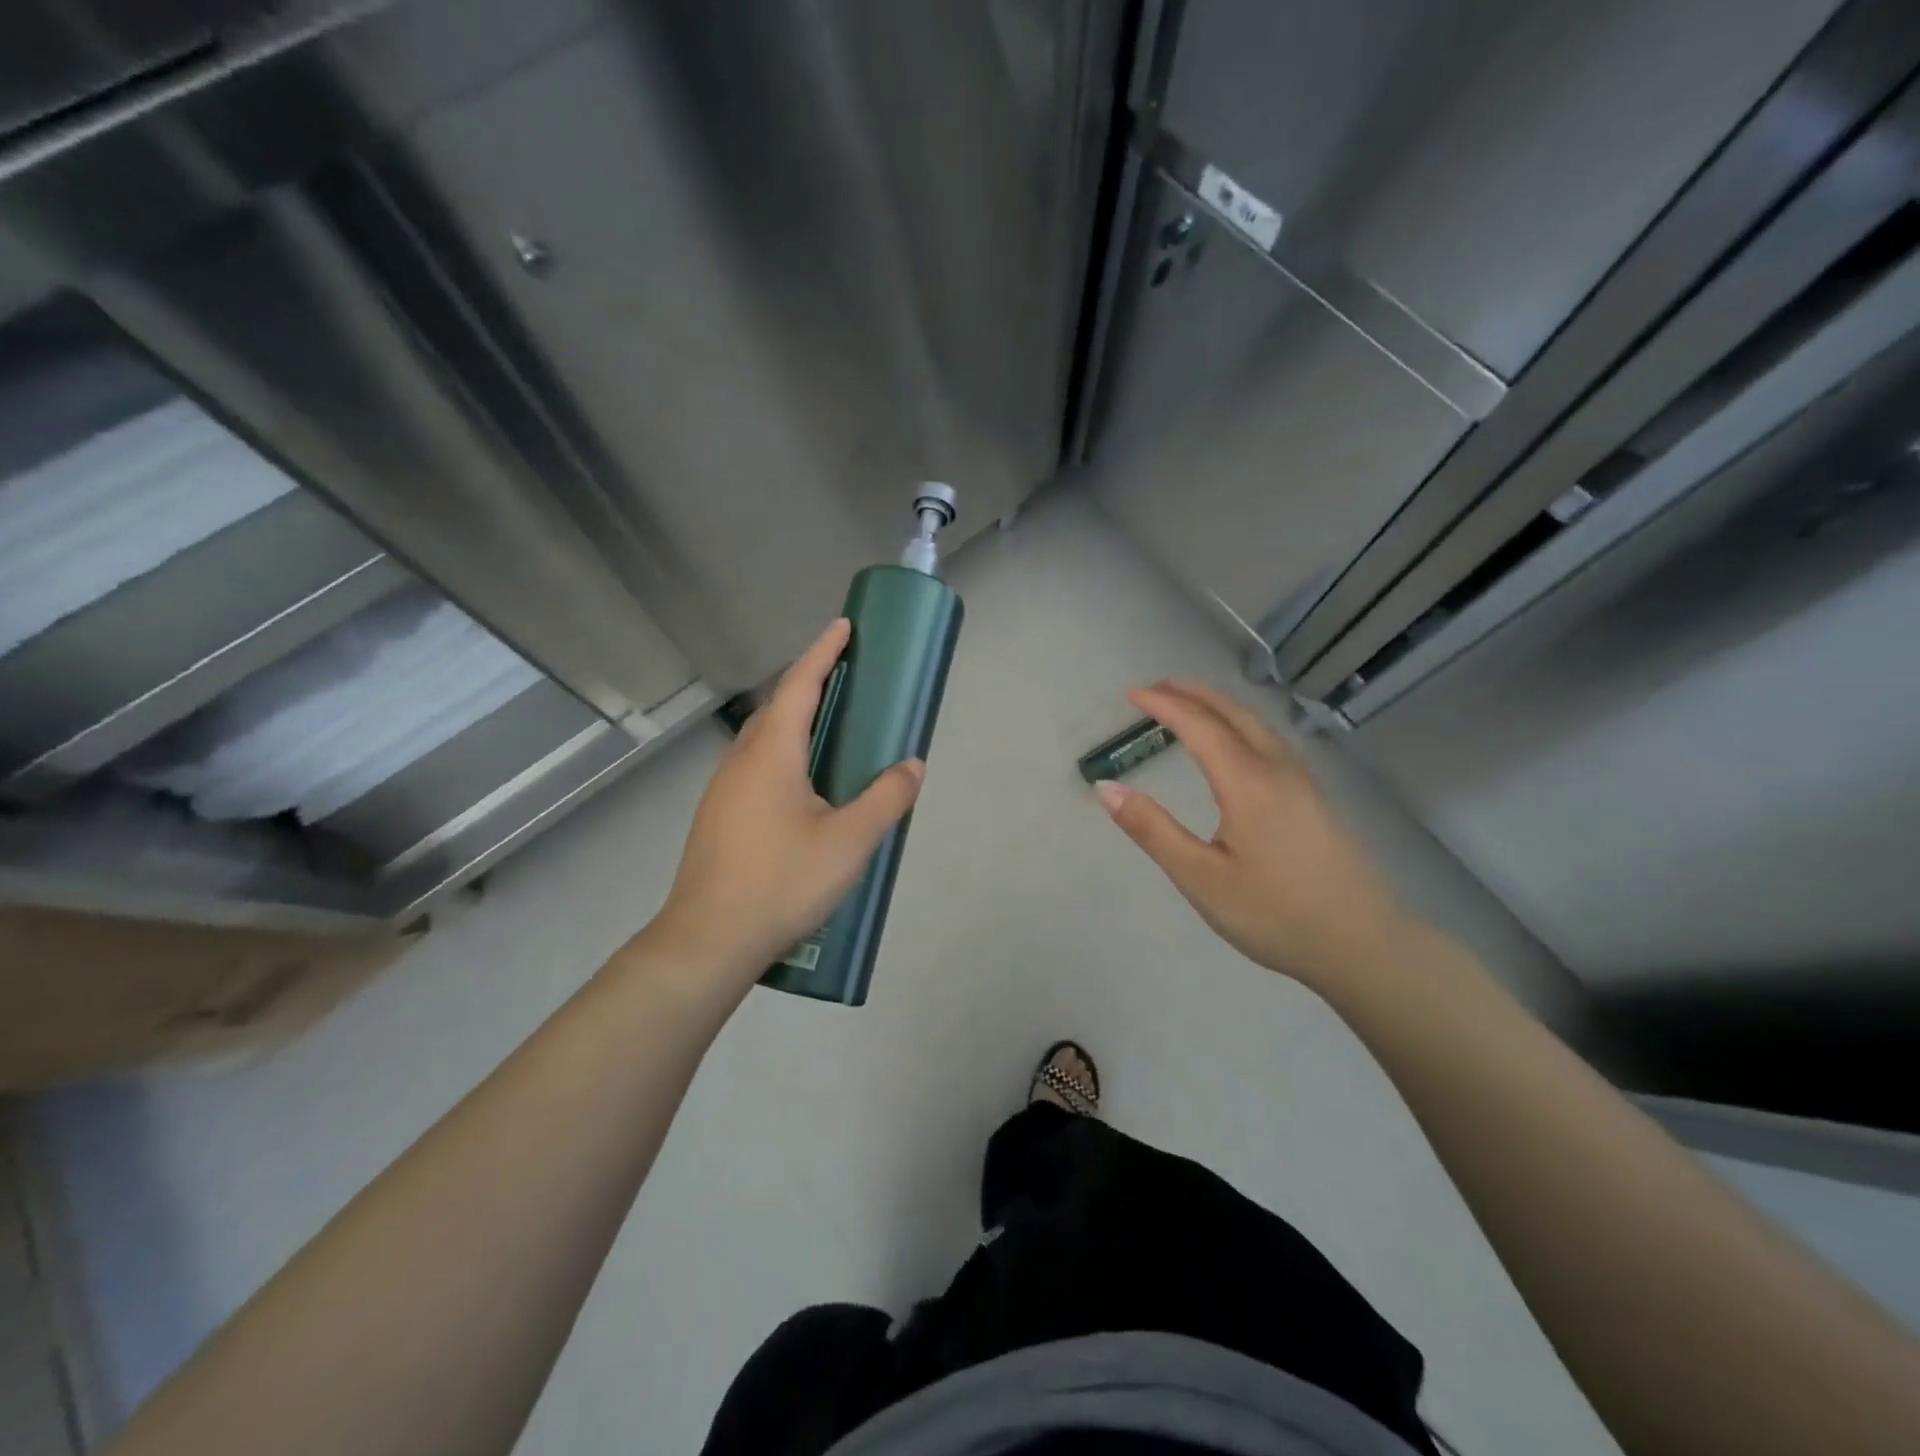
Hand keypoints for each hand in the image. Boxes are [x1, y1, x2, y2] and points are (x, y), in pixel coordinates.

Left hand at [649, 618, 923, 983]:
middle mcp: (741, 761)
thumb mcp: (850, 842)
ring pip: (764, 740)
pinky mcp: (719, 817)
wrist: (709, 941)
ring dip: (796, 721)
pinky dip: (785, 754)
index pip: (800, 685)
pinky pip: (756, 766)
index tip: (844, 626)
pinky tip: (805, 787)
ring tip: (832, 730)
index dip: (823, 652)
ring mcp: (724, 790)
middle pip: (778, 707)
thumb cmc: (782, 882)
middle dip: (811, 684)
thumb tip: (912, 766)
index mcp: (771, 754)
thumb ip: (886, 799)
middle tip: (848, 680)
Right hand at [1094, 680, 1409, 992]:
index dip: (1163, 705)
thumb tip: (1106, 787)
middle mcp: (1278, 770)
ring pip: (1256, 725)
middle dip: (1192, 693)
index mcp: (1248, 783)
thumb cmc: (1275, 915)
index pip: (1199, 726)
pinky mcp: (1315, 799)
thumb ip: (1152, 830)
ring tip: (1188, 704)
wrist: (1365, 946)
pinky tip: (1234, 744)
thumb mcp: (1201, 878)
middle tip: (1155, 688)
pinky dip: (1239, 724)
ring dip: (1218, 706)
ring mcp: (1303, 782)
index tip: (1131, 694)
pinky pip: (1270, 741)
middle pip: (1233, 713)